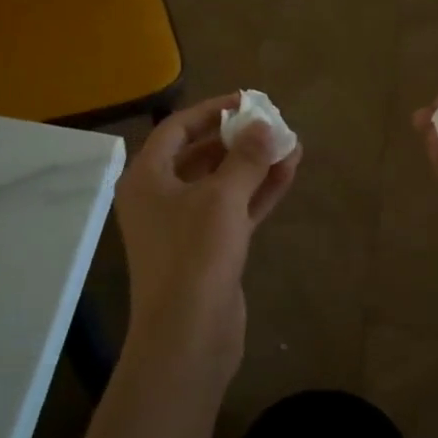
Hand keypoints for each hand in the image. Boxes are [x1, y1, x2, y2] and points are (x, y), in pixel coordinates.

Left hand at [116, 94, 301, 379]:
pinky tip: (288, 173)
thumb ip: (246, 158)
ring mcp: (184, 226)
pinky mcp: (208, 250)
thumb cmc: (194, 255)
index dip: (211, 111)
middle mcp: (160, 198)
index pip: (177, 129)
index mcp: (147, 179)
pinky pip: (234, 210)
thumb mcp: (222, 197)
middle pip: (200, 155)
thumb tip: (266, 127)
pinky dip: (257, 192)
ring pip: (221, 184)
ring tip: (291, 145)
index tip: (246, 101)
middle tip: (272, 124)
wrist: (189, 336)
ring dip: (254, 165)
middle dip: (237, 139)